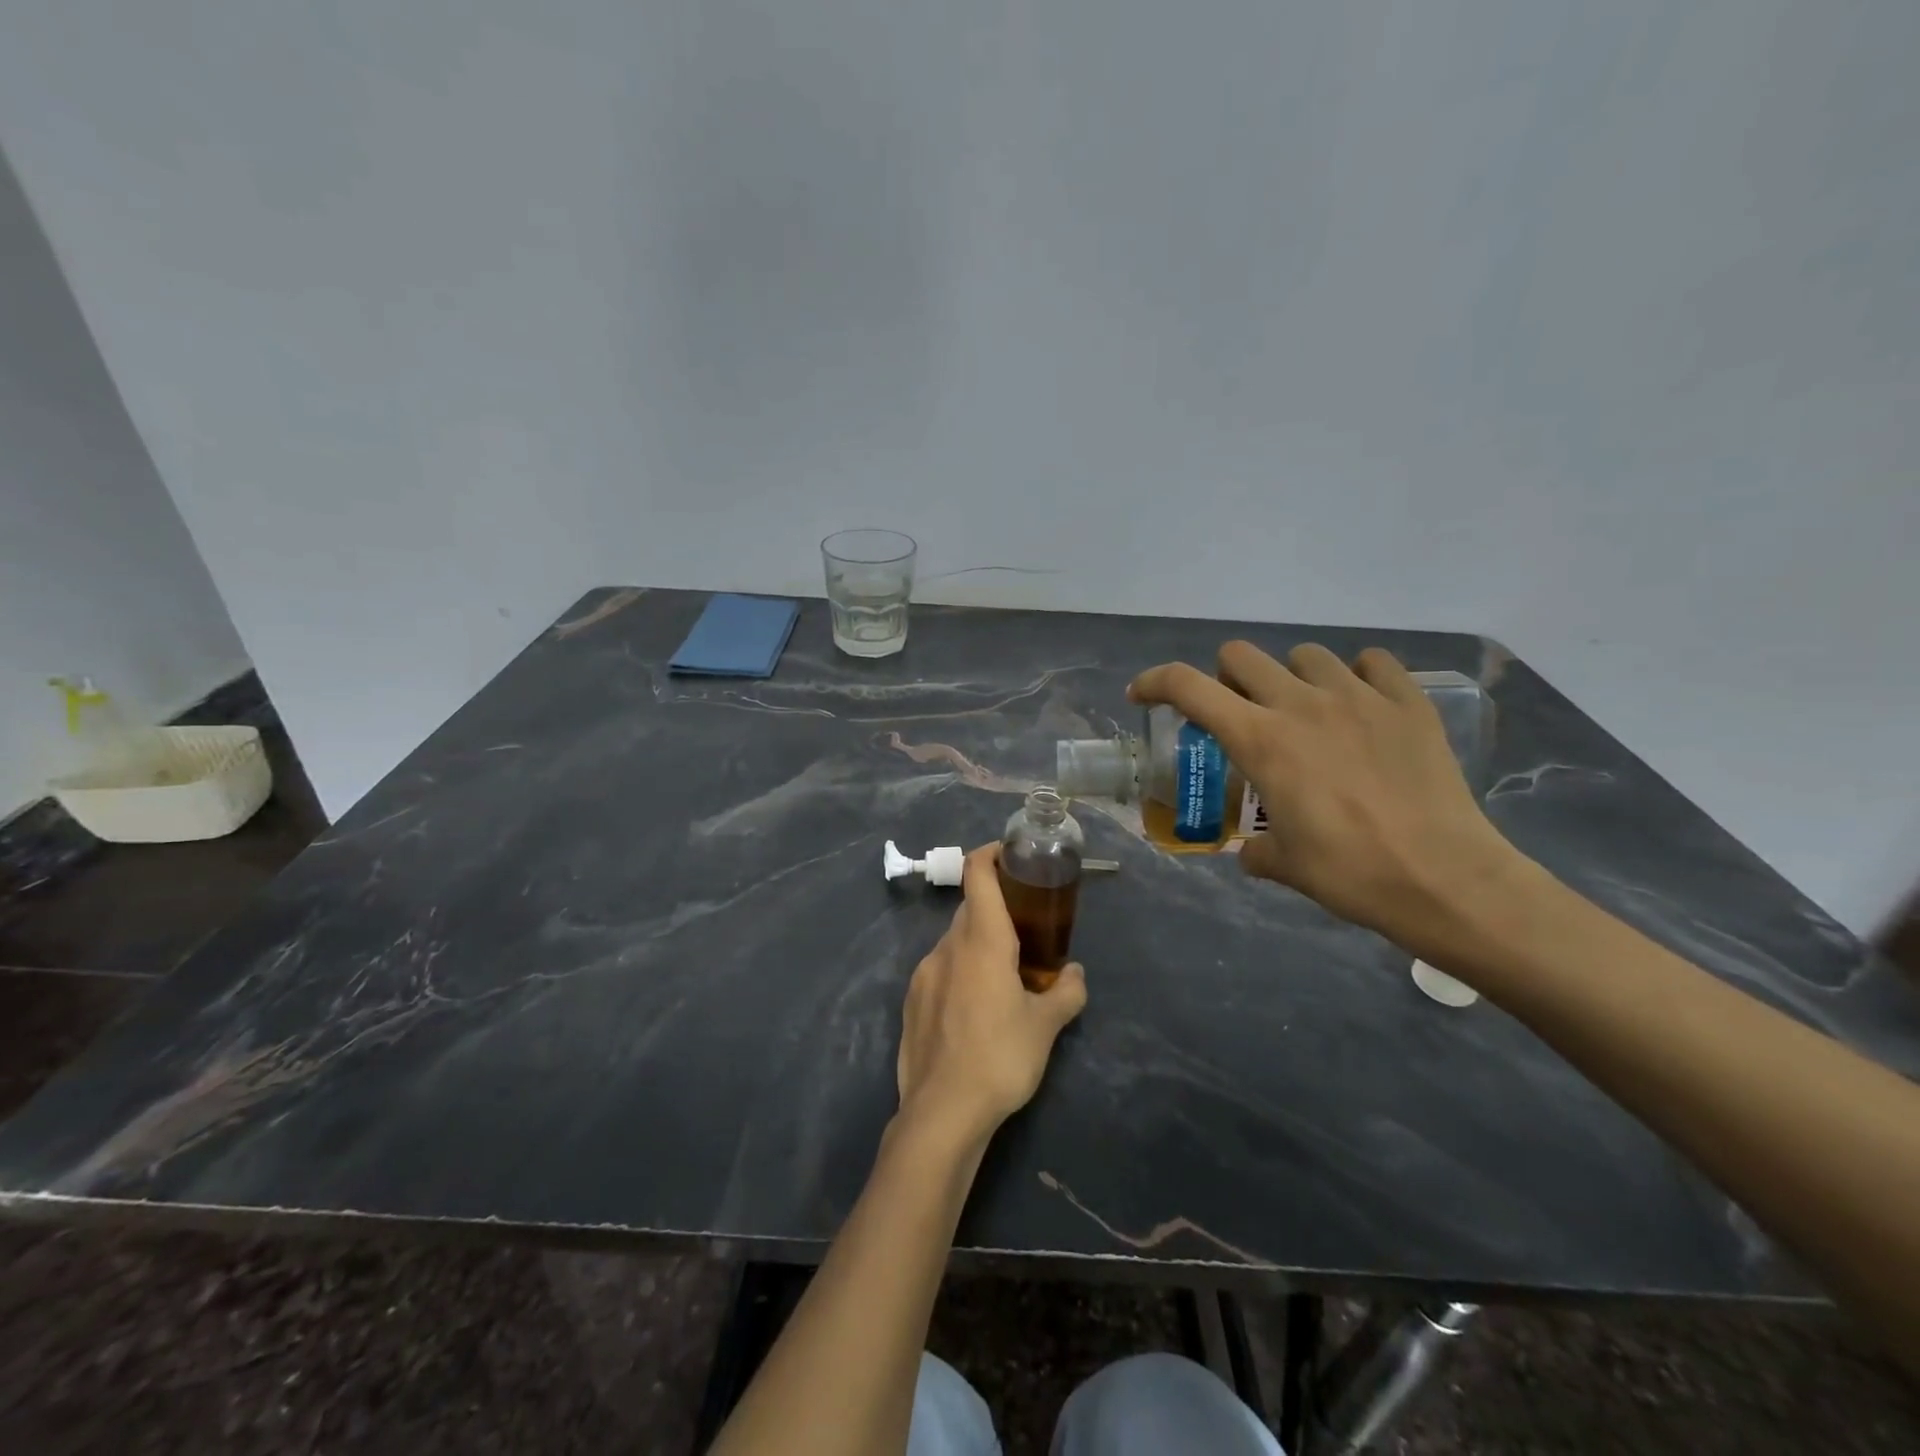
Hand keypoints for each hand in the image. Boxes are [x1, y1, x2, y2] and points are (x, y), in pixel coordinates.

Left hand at [896, 846, 1087, 1147]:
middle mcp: (948, 947)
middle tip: (1026, 930)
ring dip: (978, 945)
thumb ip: (1066, 992)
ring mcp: (924, 973)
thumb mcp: (1045, 1027)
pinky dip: (960, 971)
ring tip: (1004, 977)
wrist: (941, 1112)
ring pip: (955, 941)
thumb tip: (1076, 974)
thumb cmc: (1000, 1058)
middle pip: (970, 909)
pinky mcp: (912, 1001)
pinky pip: (940, 970)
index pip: (977, 874)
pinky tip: (975, 1009)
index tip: (1011, 857)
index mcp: (982, 941)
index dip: (991, 855)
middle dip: (996, 909)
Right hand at [1130, 642, 1528, 956]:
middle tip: (1238, 711)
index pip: (1187, 687)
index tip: (1142, 696)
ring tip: (1306, 710)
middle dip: (1225, 678)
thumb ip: (1257, 849)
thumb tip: (1254, 851)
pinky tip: (1362, 705)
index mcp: (1260, 740)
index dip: (1154, 682)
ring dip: (1291, 677)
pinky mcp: (1407, 702)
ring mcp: (1358, 697)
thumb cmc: (1350, 873)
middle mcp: (1300, 704)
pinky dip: (1357, 676)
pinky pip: (1373, 662)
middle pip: (1241, 655)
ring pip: (1306, 654)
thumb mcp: (1284, 866)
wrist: (1444, 879)